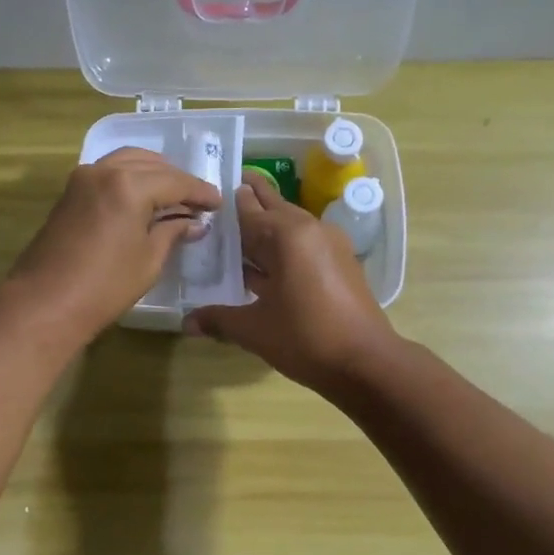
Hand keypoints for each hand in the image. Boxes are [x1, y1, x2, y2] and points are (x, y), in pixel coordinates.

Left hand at [6, 148, 220, 343]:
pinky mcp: (70, 192)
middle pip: (151, 164)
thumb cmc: (105, 286)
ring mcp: (83, 178)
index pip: (175, 181)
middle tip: (197, 201)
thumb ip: (172, 232)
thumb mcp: (149, 260)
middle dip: (177, 180)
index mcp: (129, 185)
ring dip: (152, 173)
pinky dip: (129, 177)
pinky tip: (142, 198)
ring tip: (172, 196)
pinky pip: (108, 171)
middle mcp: (105, 170)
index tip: (218, 203)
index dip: (200, 192)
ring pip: (127, 161)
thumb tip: (193, 222)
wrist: (45, 302)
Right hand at [184, 168, 398, 390]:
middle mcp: (310, 229)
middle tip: (220, 194)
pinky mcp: (340, 263)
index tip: (207, 191)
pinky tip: (262, 264)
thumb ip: (219, 319)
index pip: (249, 208)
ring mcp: (329, 245)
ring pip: (289, 227)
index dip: (227, 201)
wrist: (366, 362)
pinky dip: (282, 248)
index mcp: (288, 234)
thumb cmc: (306, 338)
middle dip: (249, 202)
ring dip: (265, 229)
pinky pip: (303, 245)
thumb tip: (187, 322)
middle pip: (273, 208)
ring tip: (234, 232)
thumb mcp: (254, 329)